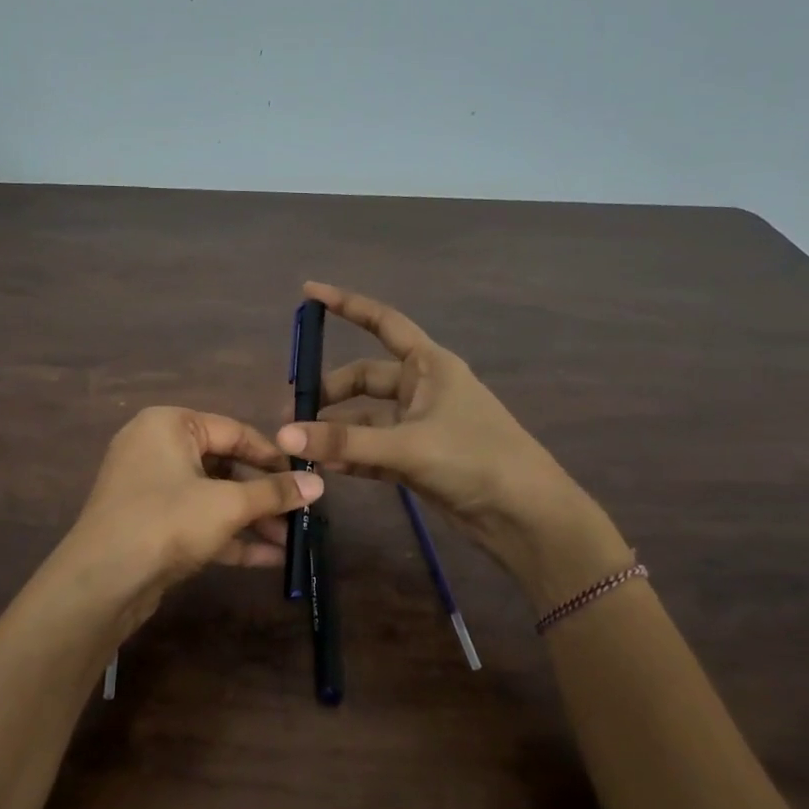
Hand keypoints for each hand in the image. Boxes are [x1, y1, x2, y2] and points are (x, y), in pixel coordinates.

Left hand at [42, 406, 322, 638]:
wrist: (101, 582)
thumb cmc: (167, 522)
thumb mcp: (227, 504)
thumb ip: (273, 492)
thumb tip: (318, 483)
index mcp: (170, 425)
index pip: (234, 431)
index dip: (274, 456)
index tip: (307, 477)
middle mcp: (157, 448)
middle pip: (225, 466)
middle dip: (264, 496)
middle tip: (302, 514)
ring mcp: (151, 489)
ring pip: (213, 497)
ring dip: (252, 520)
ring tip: (293, 541)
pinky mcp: (151, 525)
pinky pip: (198, 521)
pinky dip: (230, 537)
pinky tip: (270, 558)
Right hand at [276, 282, 627, 603]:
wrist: (524, 515)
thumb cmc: (475, 459)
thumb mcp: (407, 446)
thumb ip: (344, 441)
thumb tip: (284, 433)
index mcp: (430, 365)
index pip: (382, 323)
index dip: (347, 305)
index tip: (308, 292)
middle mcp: (423, 389)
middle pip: (365, 379)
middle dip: (329, 392)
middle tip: (293, 413)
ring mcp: (419, 425)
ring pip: (366, 418)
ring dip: (336, 428)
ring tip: (298, 444)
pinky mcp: (417, 459)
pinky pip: (373, 448)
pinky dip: (349, 454)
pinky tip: (322, 464)